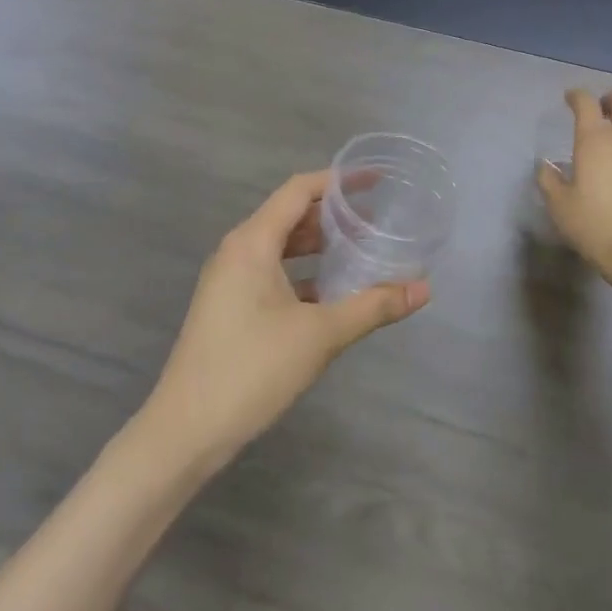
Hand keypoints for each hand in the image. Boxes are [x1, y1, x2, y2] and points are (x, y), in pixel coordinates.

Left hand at [137, 171, 429, 471]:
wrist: (187, 429)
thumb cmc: (252, 369)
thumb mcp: (320, 335)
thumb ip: (373, 306)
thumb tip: (424, 289)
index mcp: (252, 243)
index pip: (298, 191)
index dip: (338, 181)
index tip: (376, 181)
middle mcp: (237, 251)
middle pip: (290, 216)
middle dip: (333, 215)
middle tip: (378, 221)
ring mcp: (229, 281)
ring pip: (281, 248)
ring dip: (319, 247)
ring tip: (363, 251)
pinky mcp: (229, 307)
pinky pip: (272, 274)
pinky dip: (303, 274)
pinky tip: (333, 293)